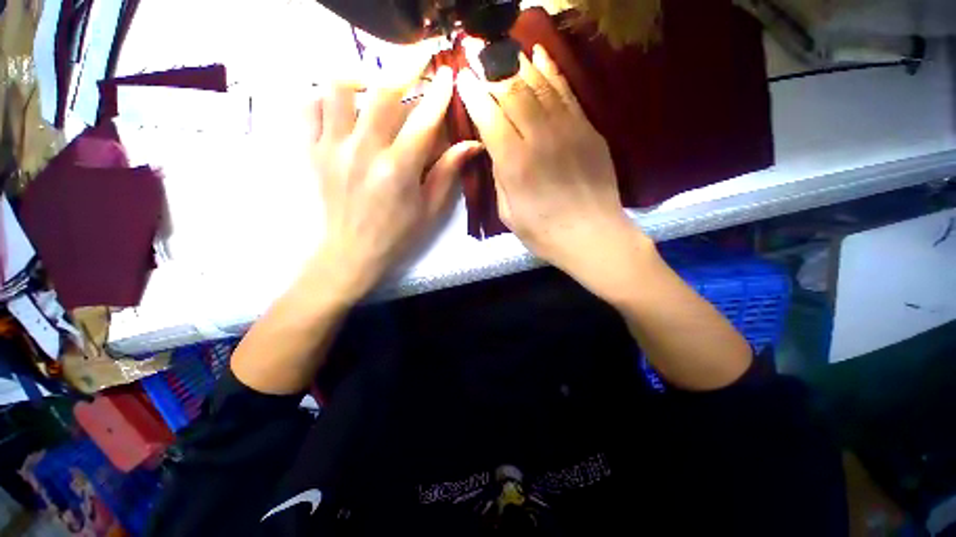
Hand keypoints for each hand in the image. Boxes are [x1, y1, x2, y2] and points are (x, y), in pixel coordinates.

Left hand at [310, 63, 482, 299]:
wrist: (352, 253)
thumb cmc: (397, 235)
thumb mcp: (430, 210)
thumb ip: (447, 173)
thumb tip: (471, 145)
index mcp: (398, 170)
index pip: (423, 119)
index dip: (438, 94)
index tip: (448, 74)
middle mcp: (364, 151)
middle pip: (383, 92)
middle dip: (406, 65)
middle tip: (420, 55)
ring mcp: (333, 148)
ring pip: (339, 88)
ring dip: (362, 73)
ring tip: (377, 80)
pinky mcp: (313, 152)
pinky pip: (308, 107)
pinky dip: (324, 95)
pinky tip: (342, 103)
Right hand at [457, 44, 650, 297]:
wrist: (593, 236)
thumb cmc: (544, 233)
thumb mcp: (508, 214)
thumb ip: (500, 178)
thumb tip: (496, 149)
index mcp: (515, 164)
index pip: (489, 117)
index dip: (474, 94)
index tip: (463, 78)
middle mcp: (539, 139)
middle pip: (512, 92)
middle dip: (492, 72)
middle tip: (480, 59)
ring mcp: (568, 130)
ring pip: (539, 85)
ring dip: (518, 66)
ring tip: (504, 53)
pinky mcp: (588, 130)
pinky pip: (566, 92)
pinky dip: (551, 71)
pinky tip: (539, 56)